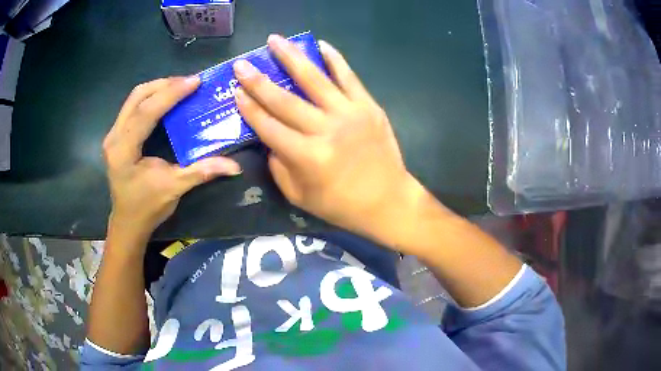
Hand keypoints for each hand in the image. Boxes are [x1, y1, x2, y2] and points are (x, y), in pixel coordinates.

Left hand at [103, 76, 241, 237]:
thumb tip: (234, 166)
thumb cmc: (147, 207)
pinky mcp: (117, 136)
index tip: (195, 81)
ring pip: (134, 98)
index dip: (171, 93)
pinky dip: (151, 98)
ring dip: (158, 88)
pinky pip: (133, 106)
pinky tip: (166, 100)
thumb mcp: (174, 189)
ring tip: (180, 87)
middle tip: (189, 82)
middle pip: (137, 96)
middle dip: (164, 85)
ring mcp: (113, 135)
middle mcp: (114, 137)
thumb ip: (201, 171)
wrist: (128, 222)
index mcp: (123, 150)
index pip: (146, 112)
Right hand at [233, 35, 421, 236]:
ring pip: (315, 79)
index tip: (235, 91)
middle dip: (258, 80)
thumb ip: (279, 168)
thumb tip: (269, 140)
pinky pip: (349, 77)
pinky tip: (321, 44)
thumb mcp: (300, 197)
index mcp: (306, 157)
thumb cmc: (341, 205)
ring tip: (275, 40)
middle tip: (242, 64)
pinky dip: (334, 59)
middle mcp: (325, 130)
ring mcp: (349, 114)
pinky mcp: (368, 106)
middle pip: (285, 100)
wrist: (388, 200)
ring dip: (292, 57)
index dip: (249, 108)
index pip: (268, 126)